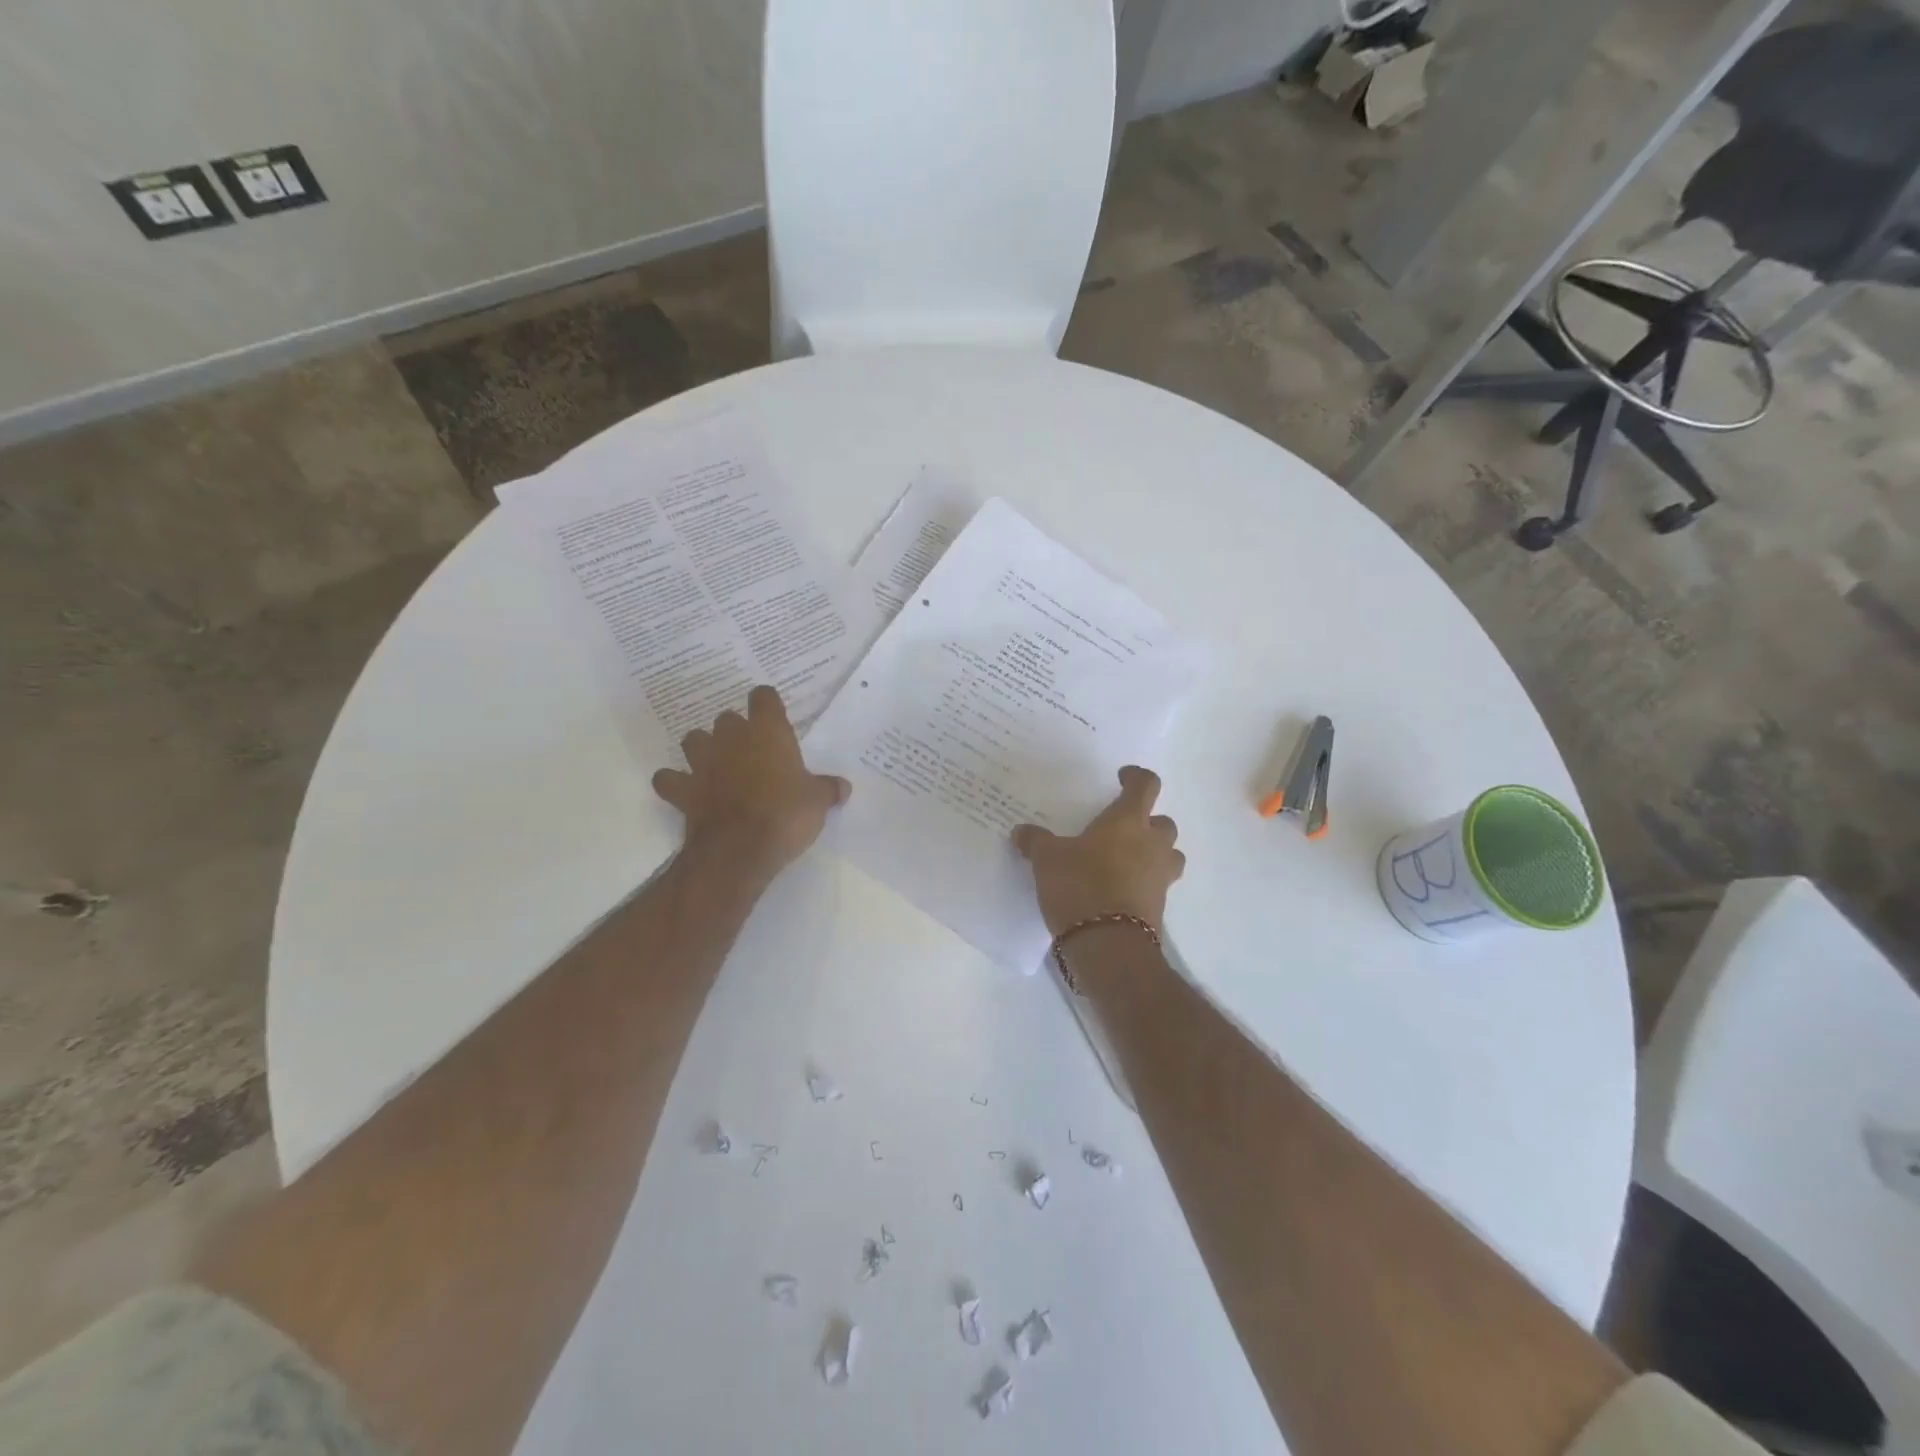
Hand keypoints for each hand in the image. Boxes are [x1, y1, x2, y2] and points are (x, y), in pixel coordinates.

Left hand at [651, 686, 851, 879]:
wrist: (740, 848)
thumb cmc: (786, 814)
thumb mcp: (818, 802)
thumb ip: (828, 789)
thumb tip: (843, 787)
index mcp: (768, 732)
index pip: (763, 697)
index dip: (768, 705)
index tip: (774, 719)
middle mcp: (731, 738)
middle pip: (727, 719)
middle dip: (736, 732)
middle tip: (752, 753)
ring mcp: (703, 762)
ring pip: (694, 740)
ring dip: (703, 750)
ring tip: (717, 766)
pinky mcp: (682, 789)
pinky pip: (669, 779)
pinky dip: (674, 783)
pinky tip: (685, 791)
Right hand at [1012, 766, 1184, 935]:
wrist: (1108, 943)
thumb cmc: (1080, 885)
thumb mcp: (1047, 859)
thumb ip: (1036, 842)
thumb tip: (1022, 832)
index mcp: (1128, 821)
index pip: (1146, 786)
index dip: (1136, 777)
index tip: (1123, 777)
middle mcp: (1152, 844)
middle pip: (1163, 823)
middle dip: (1147, 823)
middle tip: (1122, 828)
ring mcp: (1160, 877)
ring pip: (1169, 855)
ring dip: (1154, 853)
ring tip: (1127, 860)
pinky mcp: (1159, 906)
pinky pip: (1156, 885)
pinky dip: (1143, 883)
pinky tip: (1118, 889)